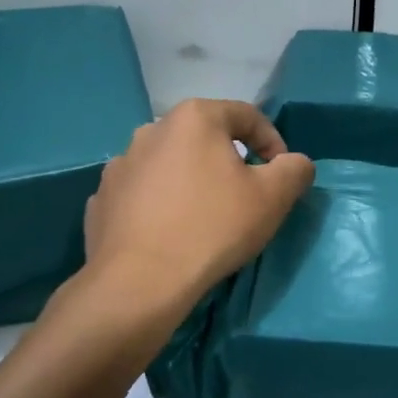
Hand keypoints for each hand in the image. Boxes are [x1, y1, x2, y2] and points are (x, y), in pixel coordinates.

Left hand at [82, 99, 314, 305]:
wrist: (140, 282)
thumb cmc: (214, 227)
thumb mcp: (275, 196)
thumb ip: (295, 168)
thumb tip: (294, 162)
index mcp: (194, 118)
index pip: (247, 116)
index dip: (273, 142)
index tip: (281, 175)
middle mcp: (152, 129)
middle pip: (205, 138)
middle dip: (230, 162)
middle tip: (246, 197)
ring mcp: (120, 164)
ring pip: (171, 165)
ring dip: (193, 181)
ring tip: (206, 217)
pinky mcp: (102, 198)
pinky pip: (143, 193)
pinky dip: (161, 204)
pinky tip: (172, 233)